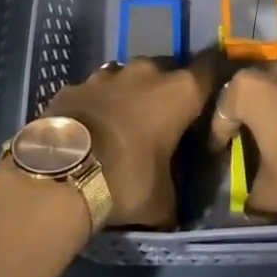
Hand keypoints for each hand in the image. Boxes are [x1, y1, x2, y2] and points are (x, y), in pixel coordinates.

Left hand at [45, 56, 216, 228]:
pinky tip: (92, 128)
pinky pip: (94, 91)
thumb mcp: (162, 201)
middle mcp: (146, 73)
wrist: (60, 173)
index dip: (216, 76)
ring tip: (126, 122)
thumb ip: (176, 193)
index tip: (215, 91)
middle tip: (166, 117)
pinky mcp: (73, 85)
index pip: (211, 68)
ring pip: (128, 77)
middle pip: (167, 70)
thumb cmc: (126, 181)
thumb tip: (175, 207)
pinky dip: (97, 105)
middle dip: (168, 89)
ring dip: (131, 94)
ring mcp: (106, 75)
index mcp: (179, 93)